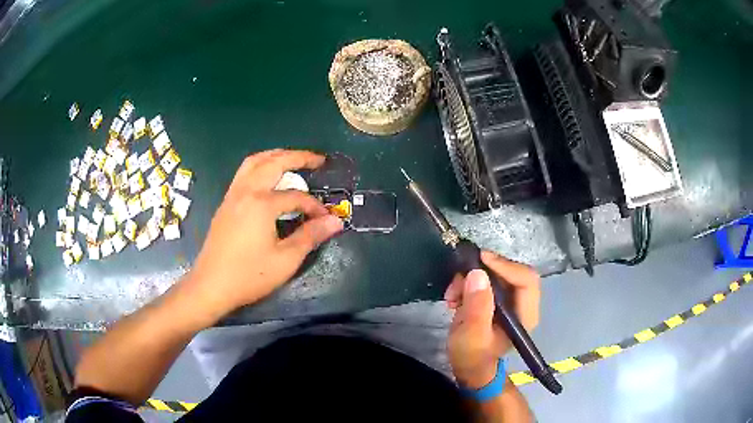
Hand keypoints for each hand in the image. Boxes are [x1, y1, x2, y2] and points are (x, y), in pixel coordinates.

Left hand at [186, 149, 343, 316]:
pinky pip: (244, 173)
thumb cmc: (249, 275)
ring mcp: (232, 195)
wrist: (211, 285)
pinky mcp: (225, 204)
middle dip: (298, 157)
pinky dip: (260, 166)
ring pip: (254, 162)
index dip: (315, 206)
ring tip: (292, 159)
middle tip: (318, 159)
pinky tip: (268, 179)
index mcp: (261, 203)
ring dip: (275, 156)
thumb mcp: (285, 259)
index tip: (326, 218)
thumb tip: (335, 221)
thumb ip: (310, 236)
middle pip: (273, 162)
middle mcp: (246, 191)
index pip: (296, 196)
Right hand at [445, 251, 539, 388]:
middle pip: (510, 273)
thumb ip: (477, 307)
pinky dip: (468, 284)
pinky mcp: (496, 300)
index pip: (526, 280)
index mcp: (525, 314)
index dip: (506, 266)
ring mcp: (509, 301)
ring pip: (495, 275)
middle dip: (482, 272)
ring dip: (470, 279)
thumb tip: (478, 273)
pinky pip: (485, 281)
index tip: (480, 260)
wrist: (468, 368)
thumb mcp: (472, 335)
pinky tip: (454, 298)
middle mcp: (522, 304)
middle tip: (458, 279)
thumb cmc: (472, 357)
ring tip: (451, 295)